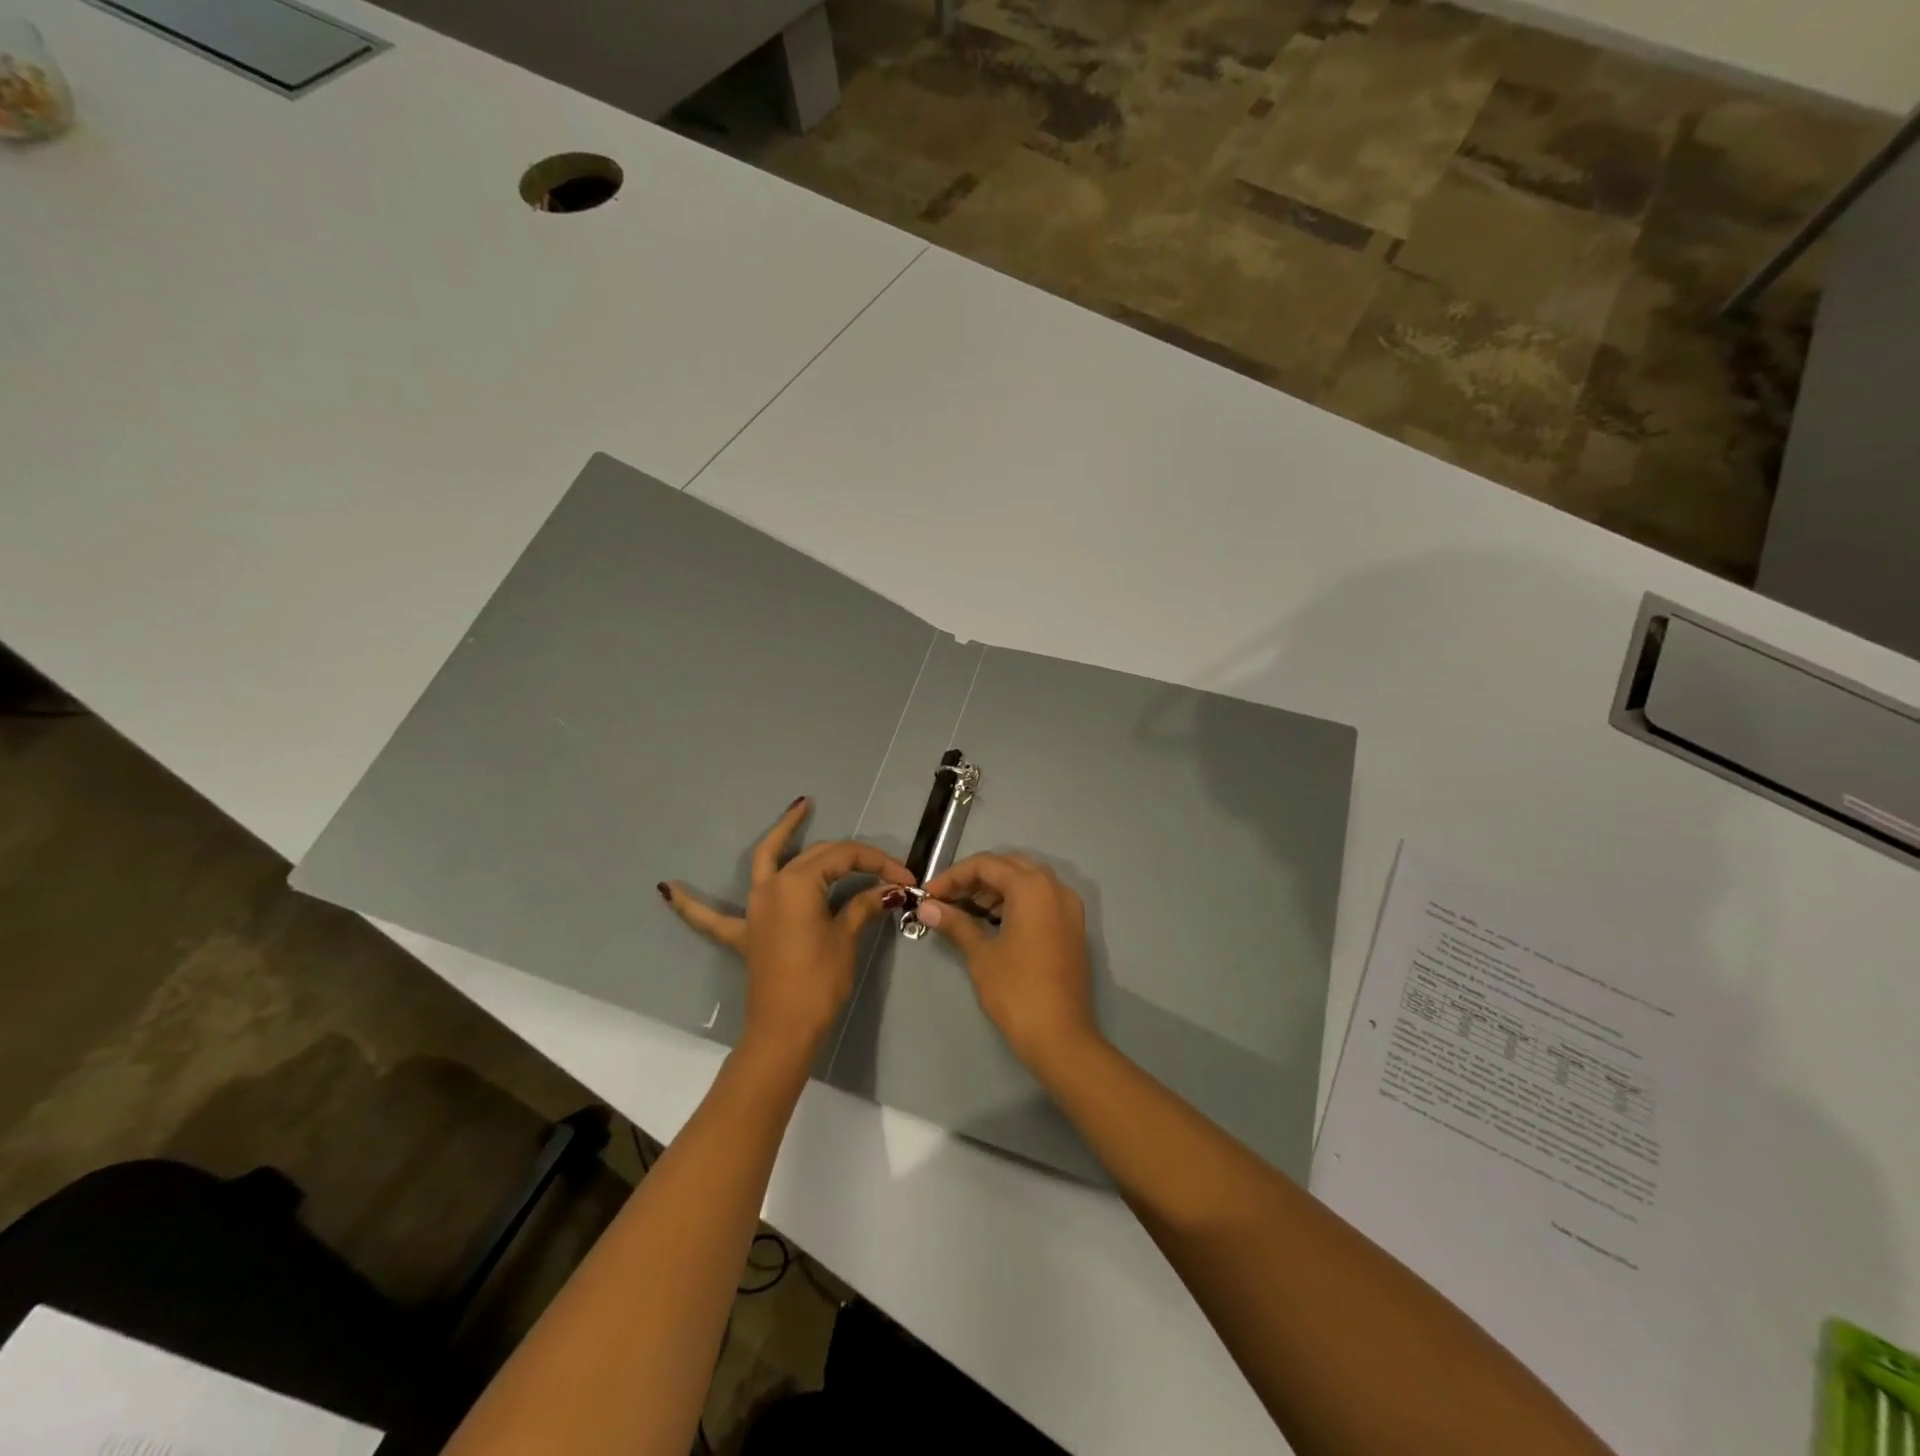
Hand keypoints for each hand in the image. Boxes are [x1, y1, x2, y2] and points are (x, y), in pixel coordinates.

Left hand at [660, 797, 913, 1064]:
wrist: (785, 1030)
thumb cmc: (820, 980)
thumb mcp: (847, 938)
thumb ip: (864, 905)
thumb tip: (891, 890)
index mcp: (799, 883)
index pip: (845, 858)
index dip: (878, 864)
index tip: (906, 879)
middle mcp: (772, 885)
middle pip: (816, 855)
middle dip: (852, 858)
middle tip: (886, 870)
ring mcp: (754, 908)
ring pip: (768, 858)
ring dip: (783, 833)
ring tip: (801, 808)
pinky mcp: (744, 934)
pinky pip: (710, 917)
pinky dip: (690, 903)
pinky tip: (667, 889)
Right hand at [918, 853, 1100, 1072]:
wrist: (1060, 1036)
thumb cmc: (1016, 990)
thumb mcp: (981, 954)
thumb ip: (955, 923)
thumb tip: (927, 907)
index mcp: (1032, 887)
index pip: (986, 865)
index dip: (953, 876)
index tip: (929, 894)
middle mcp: (1055, 887)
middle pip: (1009, 867)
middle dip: (975, 879)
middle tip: (947, 899)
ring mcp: (1069, 907)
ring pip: (1027, 881)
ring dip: (996, 889)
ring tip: (966, 910)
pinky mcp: (1073, 927)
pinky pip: (1041, 899)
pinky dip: (1016, 902)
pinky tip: (994, 922)